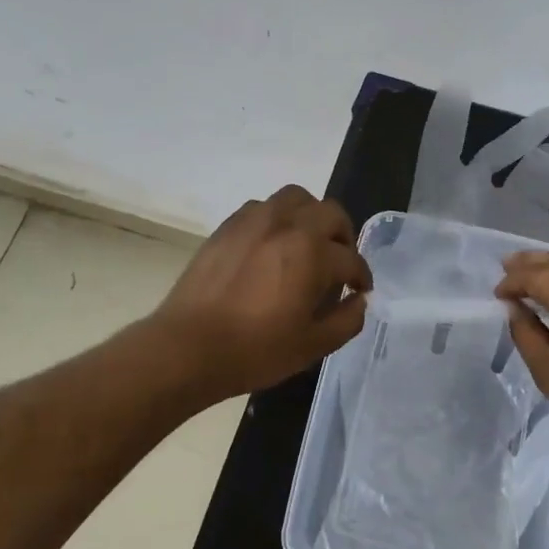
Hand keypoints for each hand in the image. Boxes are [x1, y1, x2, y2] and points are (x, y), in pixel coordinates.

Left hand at [152, 185, 371, 403]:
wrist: (187, 347)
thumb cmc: (255, 350)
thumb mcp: (313, 346)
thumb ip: (347, 320)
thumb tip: (358, 301)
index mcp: (313, 253)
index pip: (350, 258)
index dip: (360, 277)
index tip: (359, 290)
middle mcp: (287, 225)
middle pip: (330, 213)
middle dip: (343, 236)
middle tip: (340, 262)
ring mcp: (254, 221)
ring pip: (296, 198)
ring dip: (311, 216)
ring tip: (307, 243)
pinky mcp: (228, 226)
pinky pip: (263, 207)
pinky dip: (278, 219)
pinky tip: (272, 245)